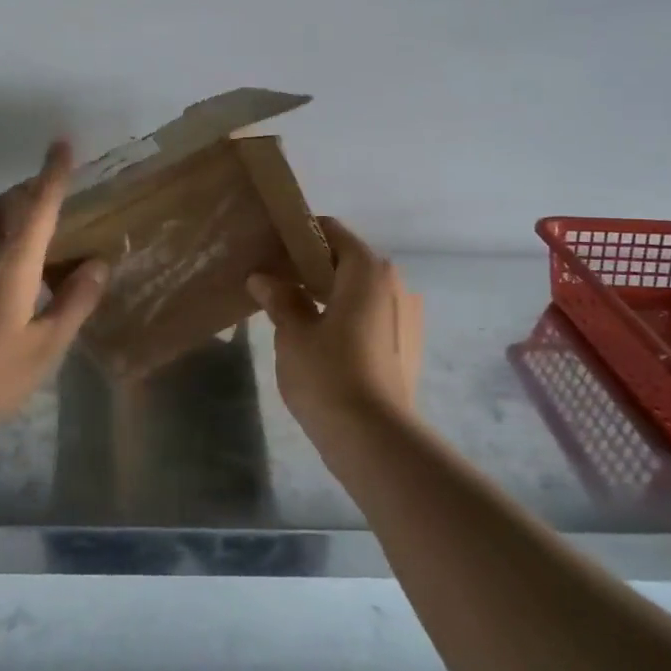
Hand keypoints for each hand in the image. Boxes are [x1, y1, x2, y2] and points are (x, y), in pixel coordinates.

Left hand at [0, 141, 107, 452]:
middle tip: (53, 195)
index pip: (38, 205)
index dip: (53, 173)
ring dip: (12, 221)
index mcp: (12, 263)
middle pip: (6, 206)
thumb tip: (98, 265)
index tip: (60, 143)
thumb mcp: (42, 348)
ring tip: (36, 244)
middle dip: (30, 190)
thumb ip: (73, 304)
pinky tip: (0, 286)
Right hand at [247, 217, 423, 436]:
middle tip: (275, 282)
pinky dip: (347, 317)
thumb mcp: (293, 334)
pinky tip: (322, 340)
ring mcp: (407, 316)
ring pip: (361, 291)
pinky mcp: (408, 345)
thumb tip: (263, 277)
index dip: (299, 236)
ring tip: (294, 312)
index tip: (270, 249)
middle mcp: (395, 284)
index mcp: (368, 270)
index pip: (332, 232)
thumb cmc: (328, 375)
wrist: (375, 438)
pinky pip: (372, 316)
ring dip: (330, 294)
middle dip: (311, 267)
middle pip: (348, 261)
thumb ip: (280, 298)